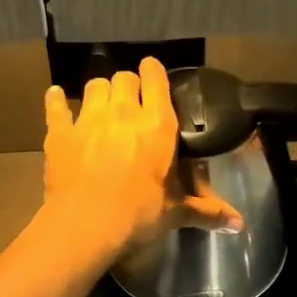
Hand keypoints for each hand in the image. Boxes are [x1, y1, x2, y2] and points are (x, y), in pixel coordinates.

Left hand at [41, 57, 237, 262]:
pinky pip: (56, 106)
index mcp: (157, 125)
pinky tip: (56, 97)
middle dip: (127, 85)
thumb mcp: (175, 212)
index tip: (152, 73)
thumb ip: (206, 211)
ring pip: (94, 86)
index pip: (155, 79)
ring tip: (102, 104)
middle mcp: (123, 113)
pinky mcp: (60, 133)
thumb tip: (240, 225)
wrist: (86, 225)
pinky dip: (57, 100)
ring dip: (100, 92)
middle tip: (130, 101)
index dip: (153, 72)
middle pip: (123, 78)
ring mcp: (88, 119)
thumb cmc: (139, 215)